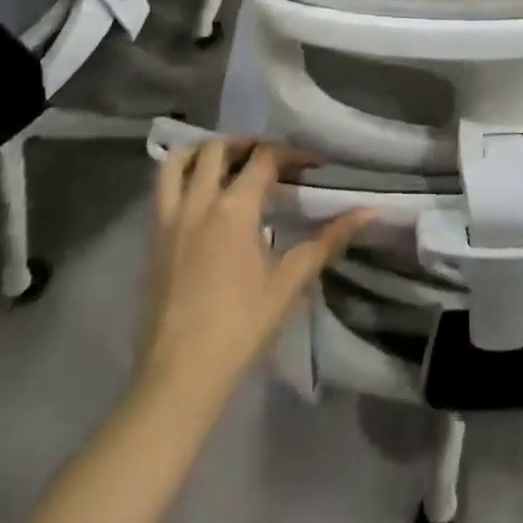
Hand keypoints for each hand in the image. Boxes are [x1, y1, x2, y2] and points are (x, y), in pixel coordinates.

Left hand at [136, 139, 370, 408]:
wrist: (179, 378)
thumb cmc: (240, 328)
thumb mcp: (290, 282)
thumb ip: (328, 241)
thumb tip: (369, 212)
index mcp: (234, 208)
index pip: (264, 158)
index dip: (292, 154)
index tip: (313, 165)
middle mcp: (199, 203)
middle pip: (219, 148)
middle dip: (247, 144)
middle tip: (271, 160)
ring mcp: (169, 220)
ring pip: (178, 162)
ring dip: (204, 152)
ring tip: (228, 164)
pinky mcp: (153, 240)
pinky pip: (163, 191)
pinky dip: (183, 178)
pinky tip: (204, 200)